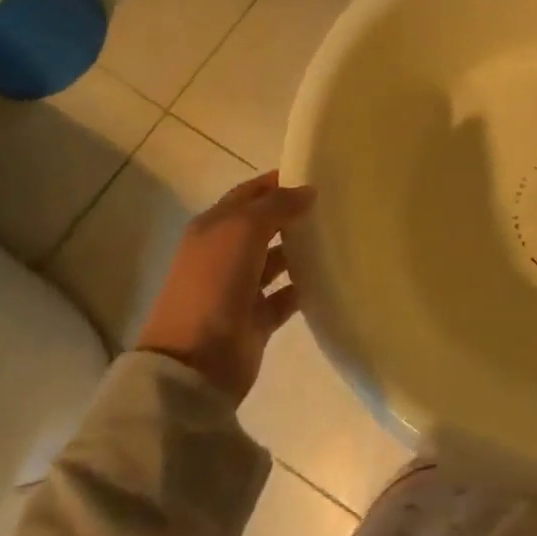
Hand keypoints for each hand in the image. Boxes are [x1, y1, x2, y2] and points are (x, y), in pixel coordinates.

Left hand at [135, 172, 315, 402]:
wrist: (196, 361)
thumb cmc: (215, 283)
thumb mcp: (244, 230)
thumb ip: (277, 205)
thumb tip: (308, 191)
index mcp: (213, 228)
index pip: (249, 194)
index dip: (278, 182)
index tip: (316, 174)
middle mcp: (225, 254)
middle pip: (265, 226)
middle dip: (294, 214)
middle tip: (336, 205)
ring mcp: (240, 287)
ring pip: (277, 260)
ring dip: (302, 250)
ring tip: (340, 237)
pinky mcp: (257, 318)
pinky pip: (287, 295)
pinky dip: (306, 286)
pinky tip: (331, 276)